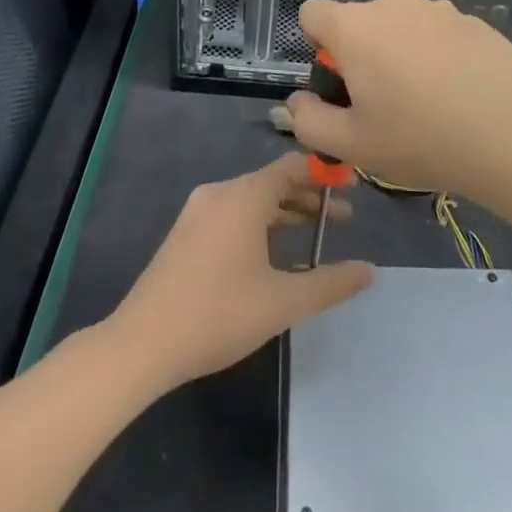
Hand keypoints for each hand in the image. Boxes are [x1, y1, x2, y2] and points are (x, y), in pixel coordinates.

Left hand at [108, 153, 373, 388]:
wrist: (141, 344)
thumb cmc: (218, 314)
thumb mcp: (283, 302)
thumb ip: (330, 283)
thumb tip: (370, 270)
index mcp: (244, 196)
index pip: (293, 166)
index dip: (326, 174)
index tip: (352, 190)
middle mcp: (220, 193)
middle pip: (273, 182)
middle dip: (310, 198)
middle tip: (342, 221)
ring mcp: (197, 212)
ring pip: (251, 200)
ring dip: (285, 214)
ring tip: (313, 238)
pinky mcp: (185, 234)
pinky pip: (232, 214)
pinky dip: (259, 224)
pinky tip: (271, 256)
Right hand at [285, 0, 511, 195]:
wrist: (510, 134)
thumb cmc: (419, 138)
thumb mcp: (351, 144)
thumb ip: (308, 121)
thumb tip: (298, 102)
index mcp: (355, 27)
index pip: (312, 13)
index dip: (317, 46)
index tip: (340, 81)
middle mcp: (394, 4)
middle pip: (361, 22)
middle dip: (364, 54)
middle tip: (384, 102)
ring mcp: (439, 8)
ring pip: (404, 26)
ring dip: (404, 53)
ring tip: (429, 101)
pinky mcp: (474, 20)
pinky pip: (440, 34)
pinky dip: (440, 55)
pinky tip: (461, 94)